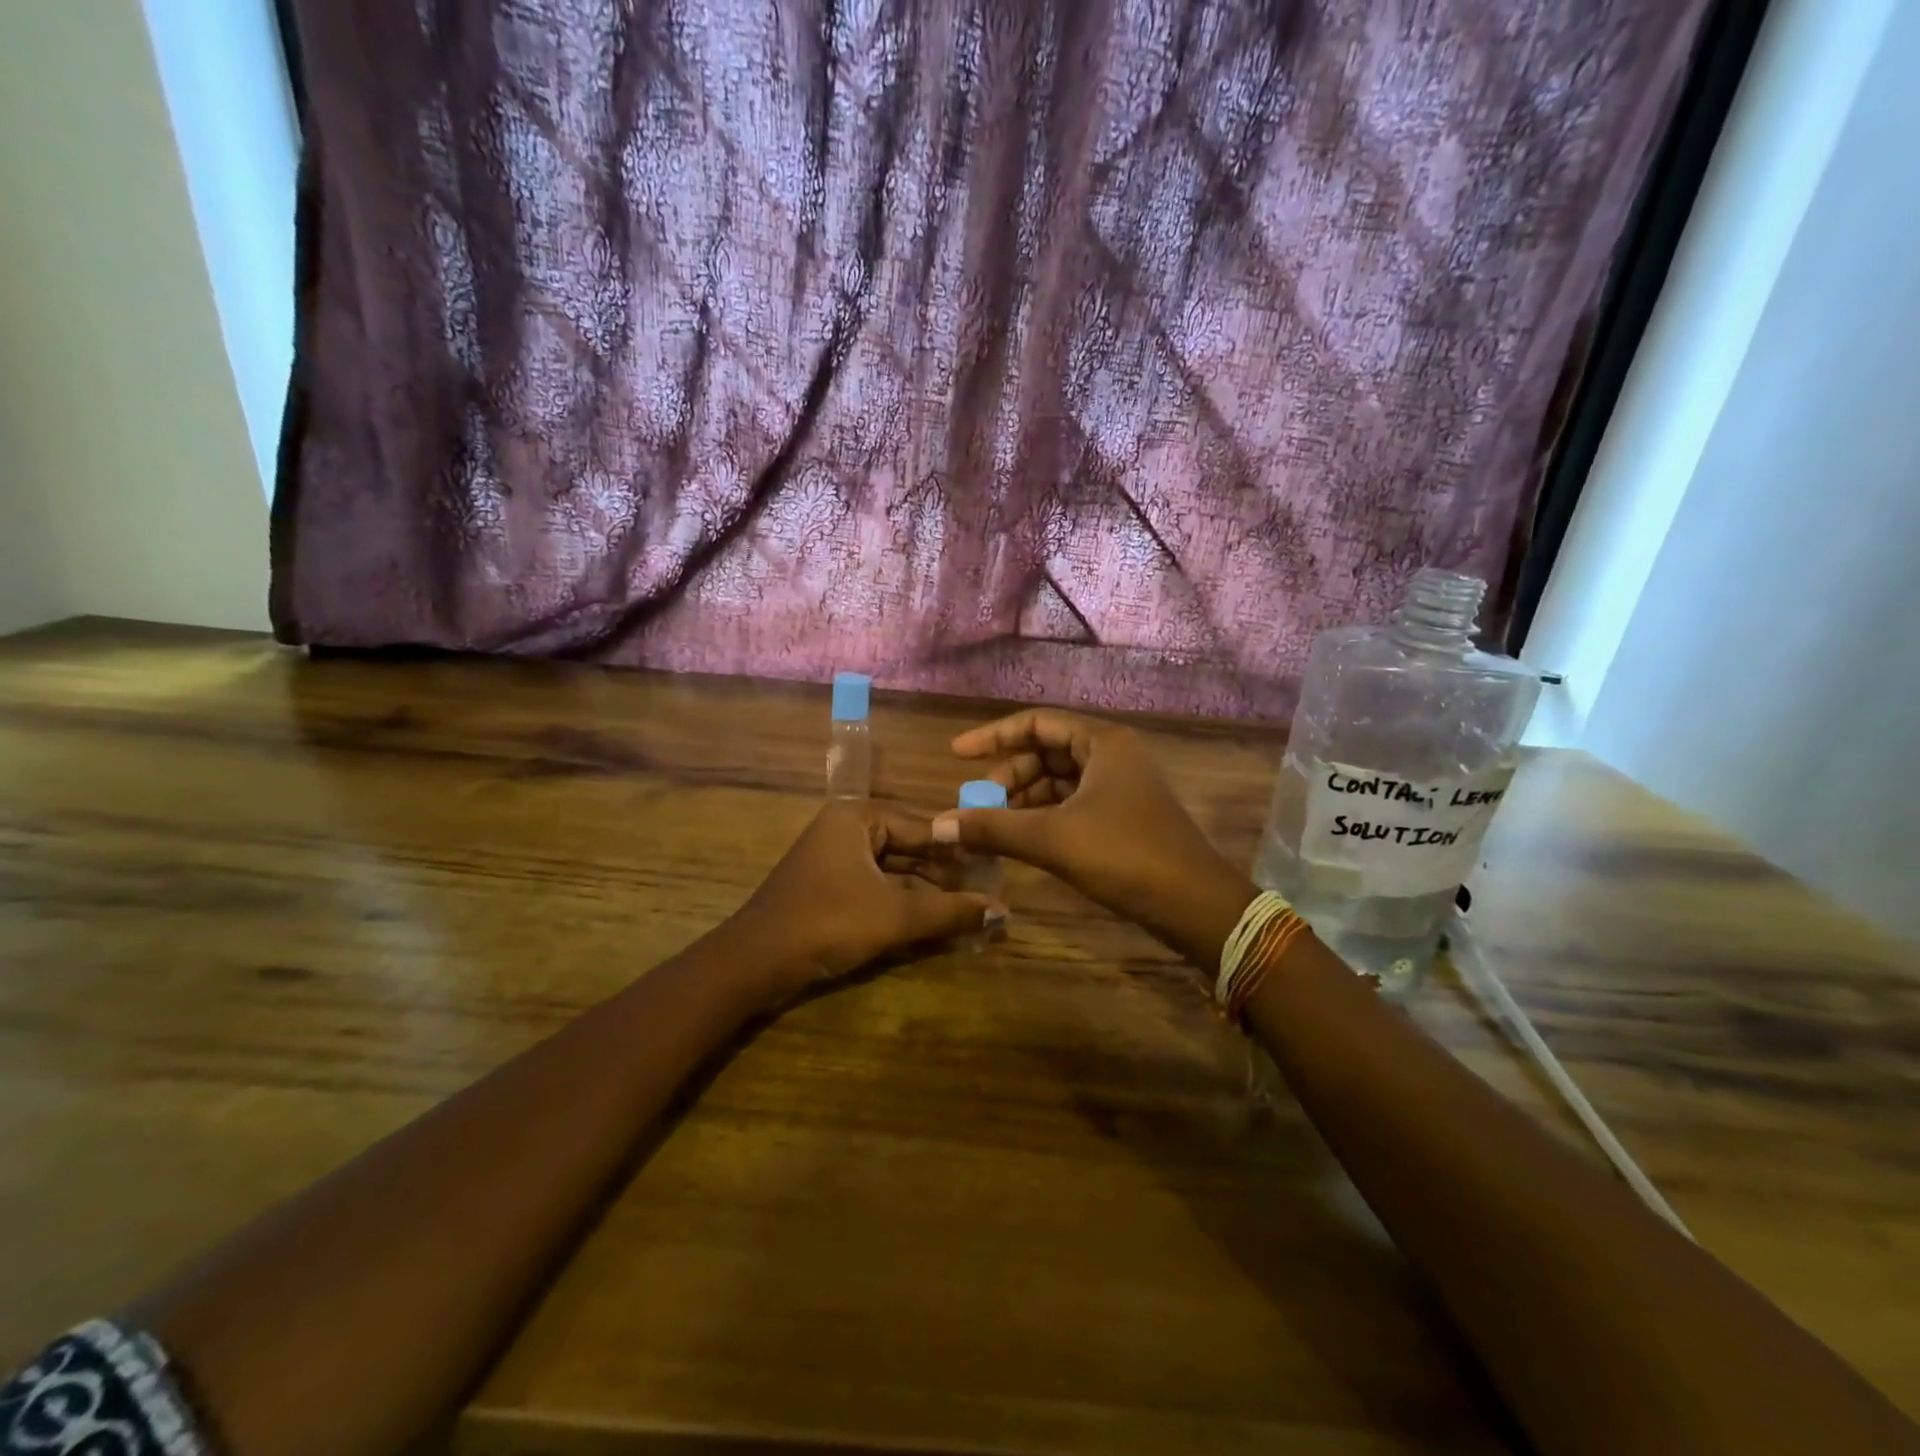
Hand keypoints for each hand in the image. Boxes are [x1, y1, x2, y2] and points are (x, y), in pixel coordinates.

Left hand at [734, 800, 1001, 999]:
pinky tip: (935, 924)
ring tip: (970, 913)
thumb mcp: (895, 916)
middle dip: (946, 877)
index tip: (997, 870)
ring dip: (928, 895)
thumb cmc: (827, 923)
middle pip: (910, 849)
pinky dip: (904, 905)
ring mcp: (836, 859)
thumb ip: (950, 912)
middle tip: (988, 895)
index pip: (924, 827)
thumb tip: (1003, 911)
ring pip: (895, 872)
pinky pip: (878, 888)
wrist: (754, 963)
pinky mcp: (831, 888)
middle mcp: (847, 829)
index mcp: (858, 817)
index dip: (961, 851)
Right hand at [933, 710, 1257, 967]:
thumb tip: (936, 826)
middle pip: (1047, 750)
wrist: (1194, 903)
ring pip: (1060, 779)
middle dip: (1009, 775)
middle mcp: (1113, 755)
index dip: (993, 736)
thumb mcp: (1051, 839)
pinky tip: (1024, 838)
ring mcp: (1121, 786)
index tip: (957, 754)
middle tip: (979, 803)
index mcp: (1102, 742)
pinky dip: (1045, 815)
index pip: (1037, 723)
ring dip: (1025, 798)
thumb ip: (992, 828)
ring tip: (995, 824)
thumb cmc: (1124, 855)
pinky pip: (1073, 802)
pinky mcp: (1124, 815)